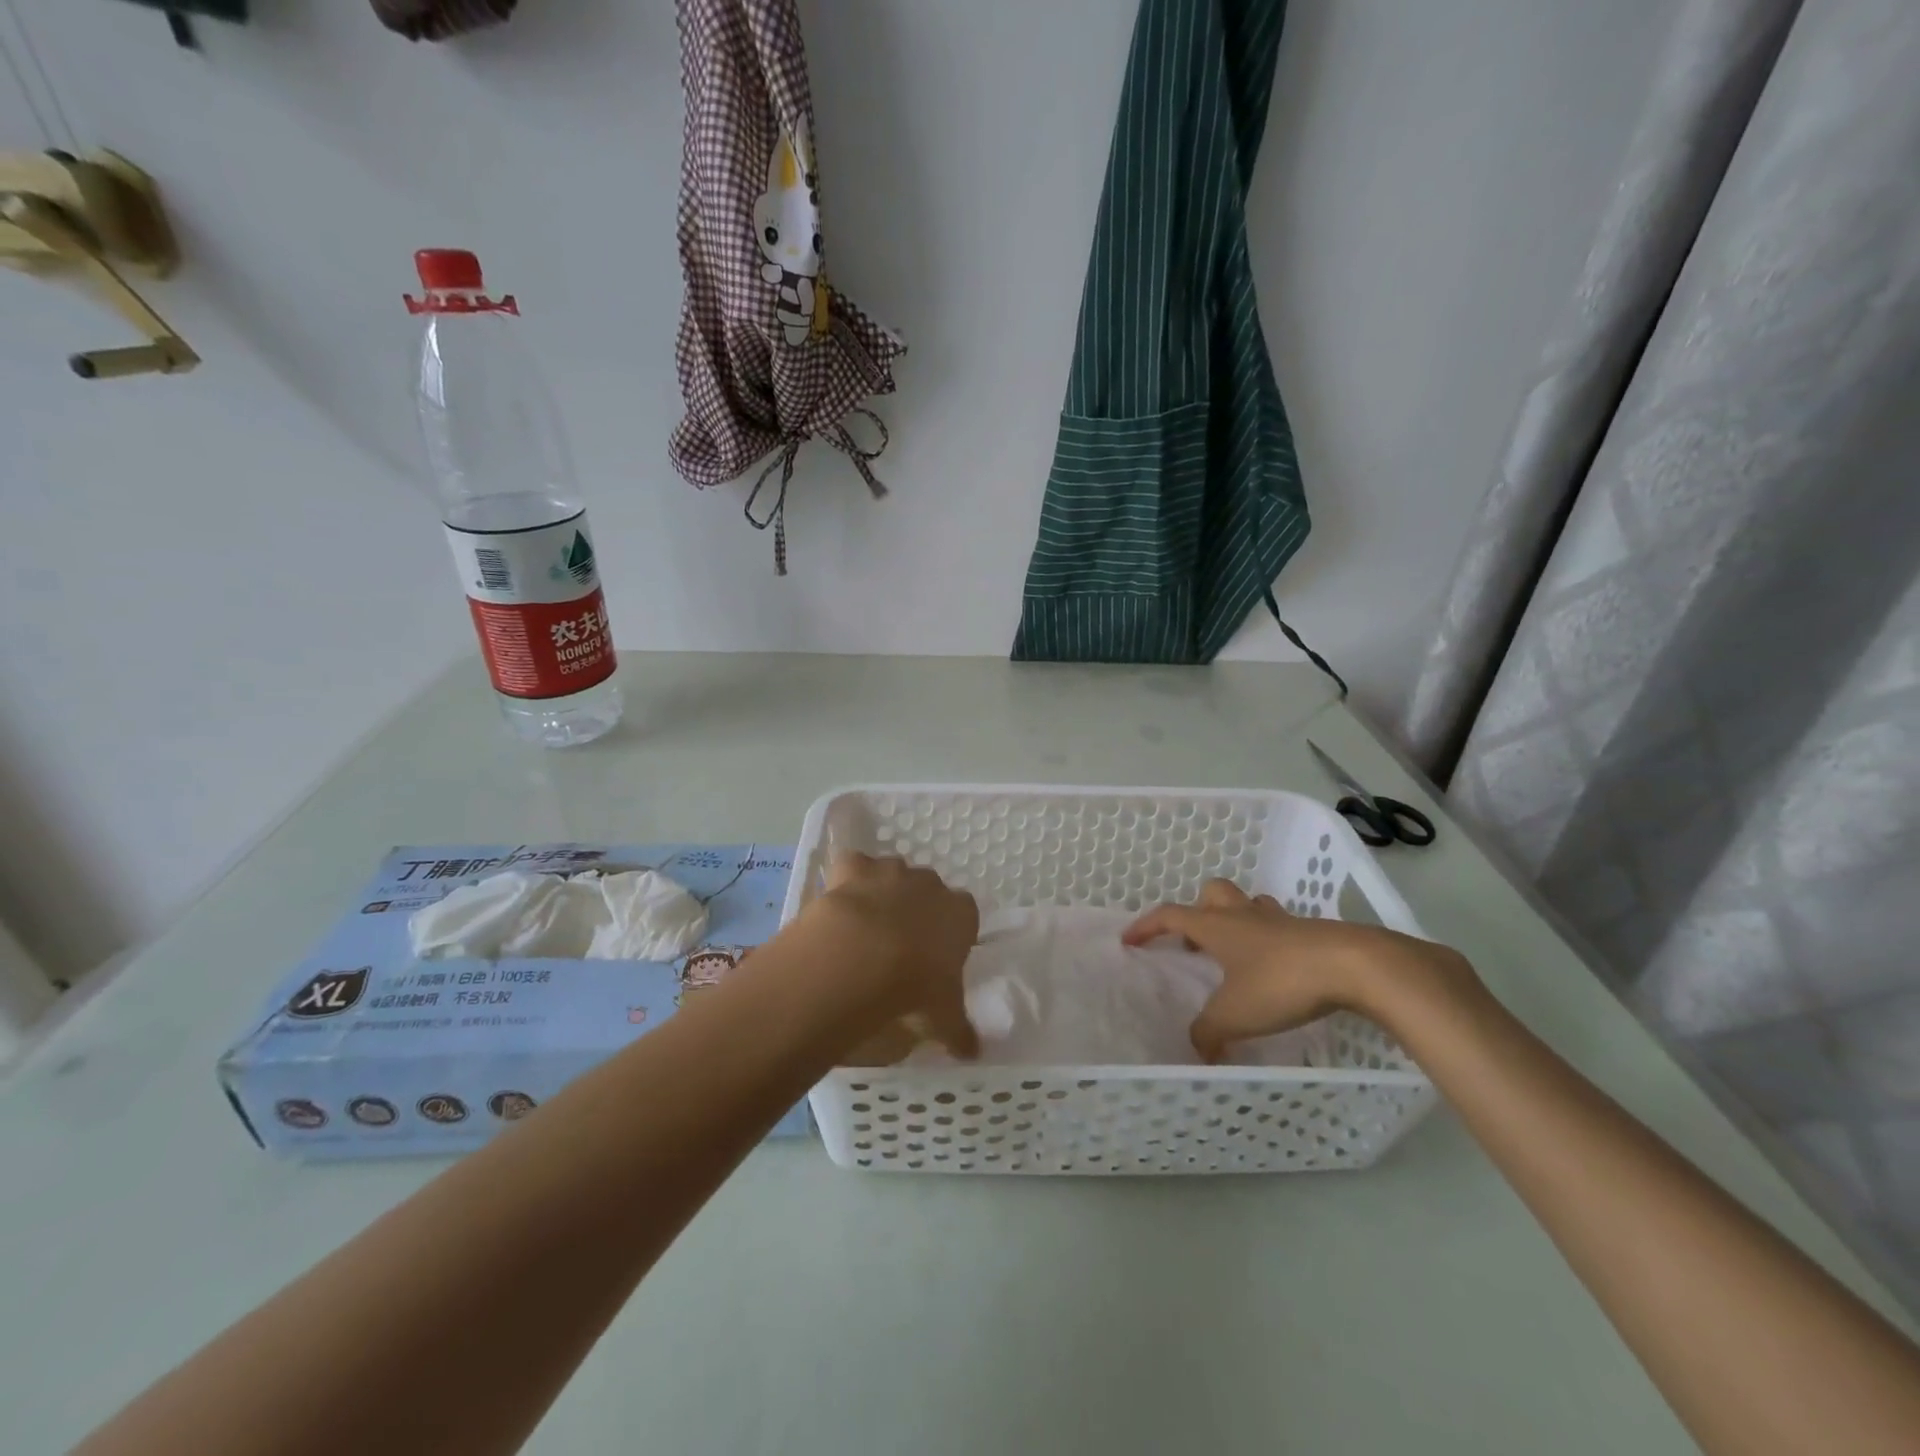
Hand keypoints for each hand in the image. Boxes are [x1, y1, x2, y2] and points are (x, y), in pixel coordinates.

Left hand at [804, 852, 979, 1060]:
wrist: (860, 958)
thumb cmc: (914, 986)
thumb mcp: (942, 1017)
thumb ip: (959, 1031)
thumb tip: (973, 1053)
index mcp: (959, 913)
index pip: (965, 915)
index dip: (950, 935)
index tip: (935, 959)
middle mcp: (929, 884)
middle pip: (927, 891)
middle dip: (916, 912)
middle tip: (900, 948)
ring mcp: (890, 870)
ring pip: (892, 874)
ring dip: (883, 894)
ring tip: (866, 930)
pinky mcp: (853, 868)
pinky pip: (853, 866)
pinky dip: (847, 880)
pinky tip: (840, 904)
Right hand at [1122, 879, 1471, 1061]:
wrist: (1354, 966)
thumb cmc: (1282, 982)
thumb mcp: (1236, 1014)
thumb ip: (1208, 1032)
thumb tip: (1196, 1050)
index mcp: (1217, 926)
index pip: (1169, 915)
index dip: (1146, 926)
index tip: (1129, 940)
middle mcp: (1244, 915)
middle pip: (1212, 893)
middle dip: (1197, 910)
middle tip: (1193, 939)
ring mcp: (1280, 921)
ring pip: (1248, 906)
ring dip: (1235, 920)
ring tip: (1234, 952)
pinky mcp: (1310, 933)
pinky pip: (1279, 927)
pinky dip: (1269, 940)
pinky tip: (1275, 968)